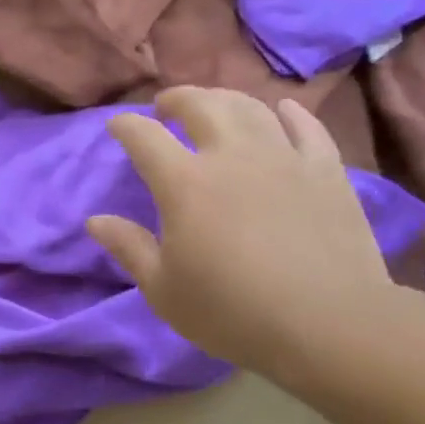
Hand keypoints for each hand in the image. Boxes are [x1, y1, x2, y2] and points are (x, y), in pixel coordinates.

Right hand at [87, 87, 393, 378]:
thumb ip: (128, 248)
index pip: (145, 137)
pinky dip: (290, 114)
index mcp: (184, 183)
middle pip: (200, 105)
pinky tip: (283, 111)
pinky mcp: (326, 170)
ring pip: (251, 107)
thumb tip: (95, 221)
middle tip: (166, 107)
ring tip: (216, 106)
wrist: (329, 324)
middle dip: (176, 99)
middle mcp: (231, 156)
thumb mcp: (163, 290)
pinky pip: (307, 127)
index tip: (117, 126)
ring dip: (225, 99)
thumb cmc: (233, 312)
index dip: (126, 126)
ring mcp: (283, 158)